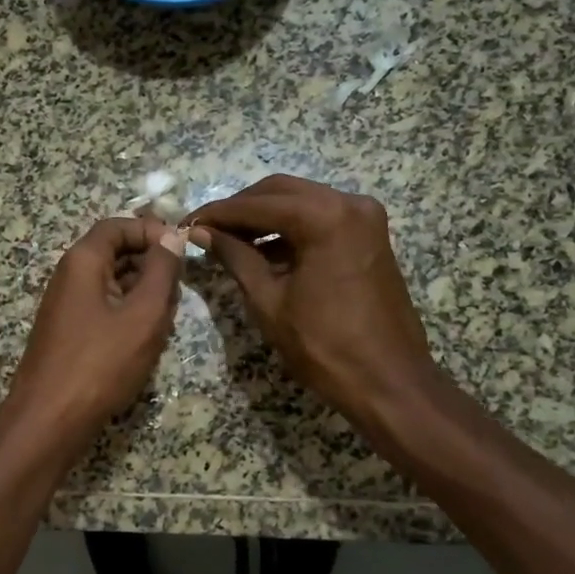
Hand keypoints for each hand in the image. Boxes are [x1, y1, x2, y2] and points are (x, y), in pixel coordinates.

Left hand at [0, 216, 185, 464]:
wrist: (49, 420)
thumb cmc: (100, 363)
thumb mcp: (143, 314)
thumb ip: (162, 271)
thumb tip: (171, 235)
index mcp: (83, 261)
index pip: (118, 226)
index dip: (152, 231)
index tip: (183, 250)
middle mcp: (69, 276)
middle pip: (115, 253)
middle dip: (151, 266)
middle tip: (177, 294)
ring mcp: (66, 307)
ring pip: (113, 285)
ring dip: (143, 296)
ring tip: (165, 322)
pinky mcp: (69, 334)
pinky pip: (104, 310)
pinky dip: (128, 317)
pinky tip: (146, 342)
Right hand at [186, 176, 440, 430]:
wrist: (388, 381)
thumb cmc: (323, 346)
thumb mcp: (268, 300)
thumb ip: (235, 257)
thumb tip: (201, 232)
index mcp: (325, 217)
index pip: (258, 205)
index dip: (218, 214)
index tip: (186, 224)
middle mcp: (350, 203)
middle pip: (281, 192)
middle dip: (241, 209)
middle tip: (206, 230)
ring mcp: (365, 218)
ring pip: (301, 202)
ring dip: (265, 218)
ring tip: (228, 242)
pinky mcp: (369, 235)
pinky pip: (321, 219)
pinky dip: (290, 230)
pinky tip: (263, 251)